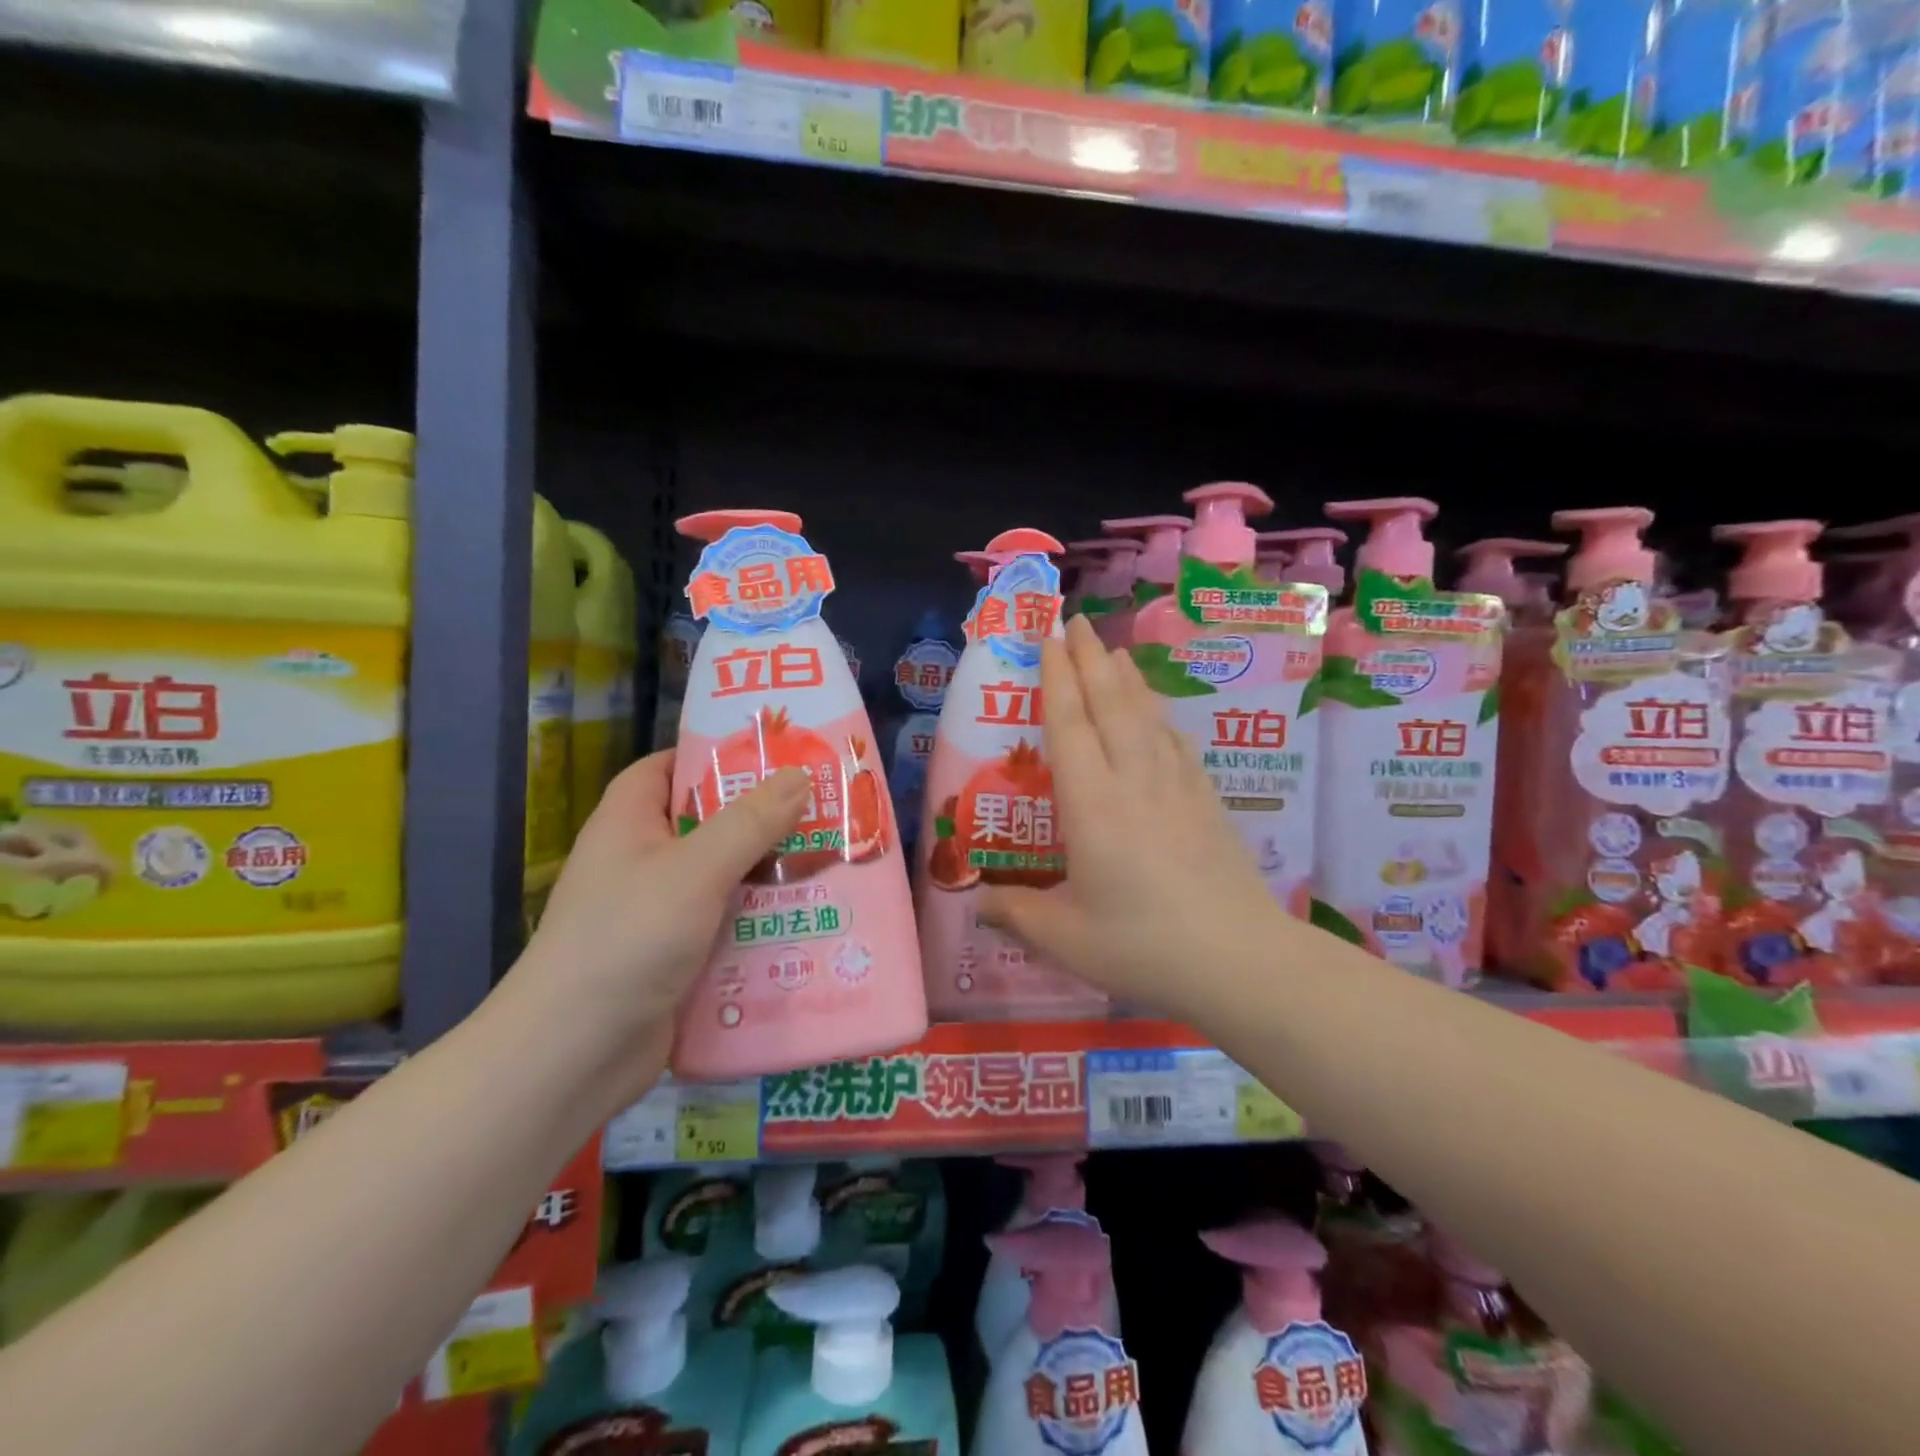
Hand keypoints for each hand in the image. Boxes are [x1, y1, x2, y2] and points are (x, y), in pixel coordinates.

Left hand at [506, 752, 807, 1102]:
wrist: (572, 1057)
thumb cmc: (627, 939)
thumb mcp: (695, 870)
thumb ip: (750, 821)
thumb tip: (799, 774)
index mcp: (629, 823)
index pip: (670, 768)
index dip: (716, 756)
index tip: (775, 756)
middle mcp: (642, 861)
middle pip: (708, 823)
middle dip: (764, 818)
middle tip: (825, 810)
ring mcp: (659, 912)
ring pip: (725, 877)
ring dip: (771, 873)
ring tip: (834, 861)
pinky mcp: (677, 957)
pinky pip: (727, 924)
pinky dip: (761, 920)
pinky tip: (810, 919)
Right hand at [980, 615, 1286, 1019]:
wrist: (1240, 959)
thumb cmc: (1142, 946)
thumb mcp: (1066, 939)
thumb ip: (1017, 914)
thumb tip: (977, 902)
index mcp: (1092, 804)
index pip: (1069, 725)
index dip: (1056, 677)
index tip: (1048, 638)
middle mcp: (1133, 780)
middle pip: (1110, 704)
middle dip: (1090, 658)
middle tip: (1076, 621)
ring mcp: (1176, 787)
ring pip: (1146, 716)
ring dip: (1127, 679)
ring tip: (1115, 651)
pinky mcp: (1206, 802)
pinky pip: (1176, 743)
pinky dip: (1160, 717)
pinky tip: (1157, 714)